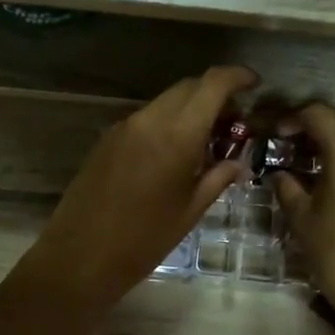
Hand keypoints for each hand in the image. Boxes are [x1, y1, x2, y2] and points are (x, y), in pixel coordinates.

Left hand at [16, 66, 258, 314]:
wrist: (79, 257)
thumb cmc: (143, 240)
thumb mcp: (190, 212)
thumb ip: (217, 178)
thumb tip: (237, 163)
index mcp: (176, 135)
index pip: (211, 84)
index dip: (236, 76)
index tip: (254, 84)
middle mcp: (148, 120)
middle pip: (188, 87)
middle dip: (214, 95)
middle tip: (233, 122)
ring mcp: (123, 128)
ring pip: (165, 102)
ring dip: (189, 110)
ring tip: (206, 141)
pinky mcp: (106, 140)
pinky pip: (145, 119)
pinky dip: (166, 123)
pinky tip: (173, 153)